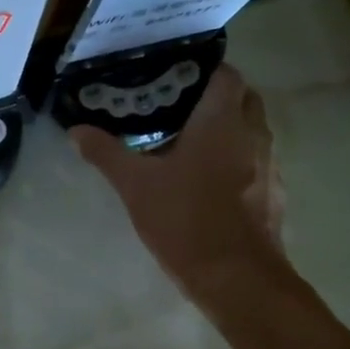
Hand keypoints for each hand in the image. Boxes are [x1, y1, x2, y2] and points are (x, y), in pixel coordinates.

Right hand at [70, 63, 291, 303]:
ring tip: (189, 146)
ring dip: (228, 132)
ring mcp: (270, 165)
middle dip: (216, 99)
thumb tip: (76, 131)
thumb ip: (107, 153)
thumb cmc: (185, 220)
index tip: (174, 79)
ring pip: (251, 132)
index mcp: (222, 120)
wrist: (237, 277)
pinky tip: (209, 184)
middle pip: (243, 99)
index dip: (202, 70)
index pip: (226, 73)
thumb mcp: (136, 186)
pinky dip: (237, 163)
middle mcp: (253, 134)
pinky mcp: (274, 195)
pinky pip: (256, 164)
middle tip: (178, 111)